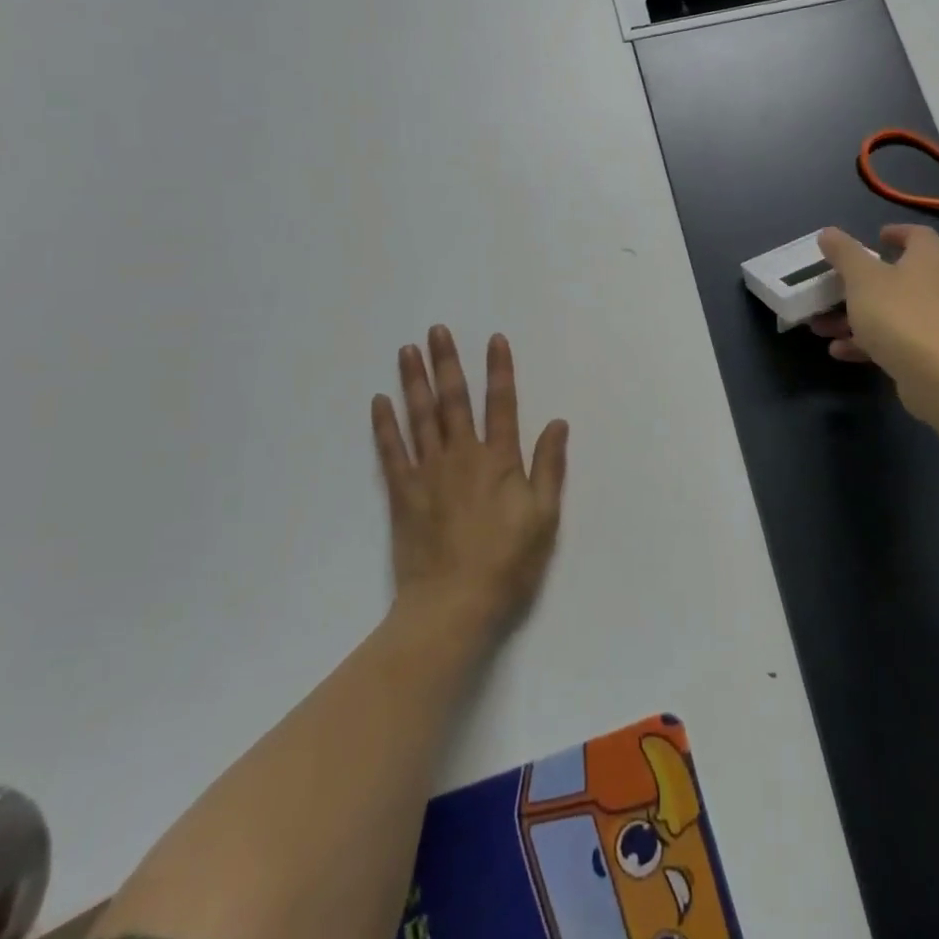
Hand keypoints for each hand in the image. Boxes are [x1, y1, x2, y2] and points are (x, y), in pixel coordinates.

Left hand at [371, 327, 567, 645]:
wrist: (452, 607)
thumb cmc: (507, 564)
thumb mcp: (544, 518)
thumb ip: (549, 467)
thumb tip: (558, 423)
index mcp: (499, 460)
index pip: (501, 404)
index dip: (499, 370)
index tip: (494, 338)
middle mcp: (462, 456)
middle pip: (453, 400)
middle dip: (447, 362)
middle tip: (436, 331)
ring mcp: (428, 473)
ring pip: (420, 417)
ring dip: (414, 381)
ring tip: (407, 350)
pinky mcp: (403, 494)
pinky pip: (391, 452)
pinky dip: (385, 425)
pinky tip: (380, 401)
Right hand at [809, 225, 938, 418]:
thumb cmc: (899, 313)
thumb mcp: (862, 277)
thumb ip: (844, 253)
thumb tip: (828, 233)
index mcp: (931, 257)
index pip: (917, 234)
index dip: (895, 233)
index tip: (875, 237)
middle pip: (900, 275)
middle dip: (861, 283)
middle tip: (836, 285)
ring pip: (894, 310)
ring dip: (858, 316)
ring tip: (823, 327)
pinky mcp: (936, 350)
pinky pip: (898, 337)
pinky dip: (870, 340)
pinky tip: (840, 351)